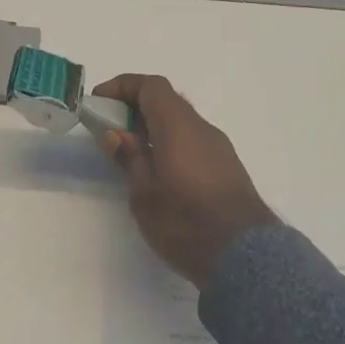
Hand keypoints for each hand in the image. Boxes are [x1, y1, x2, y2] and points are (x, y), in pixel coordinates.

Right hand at [94, 74, 278, 288]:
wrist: (245, 257)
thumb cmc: (186, 224)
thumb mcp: (145, 195)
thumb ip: (130, 159)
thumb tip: (116, 134)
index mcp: (179, 128)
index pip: (151, 86)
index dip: (122, 86)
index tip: (99, 102)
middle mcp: (202, 129)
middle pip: (167, 101)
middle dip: (135, 107)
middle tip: (110, 130)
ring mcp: (219, 148)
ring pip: (182, 123)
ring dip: (154, 128)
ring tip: (131, 155)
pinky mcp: (228, 168)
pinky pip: (194, 141)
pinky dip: (171, 143)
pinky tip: (159, 172)